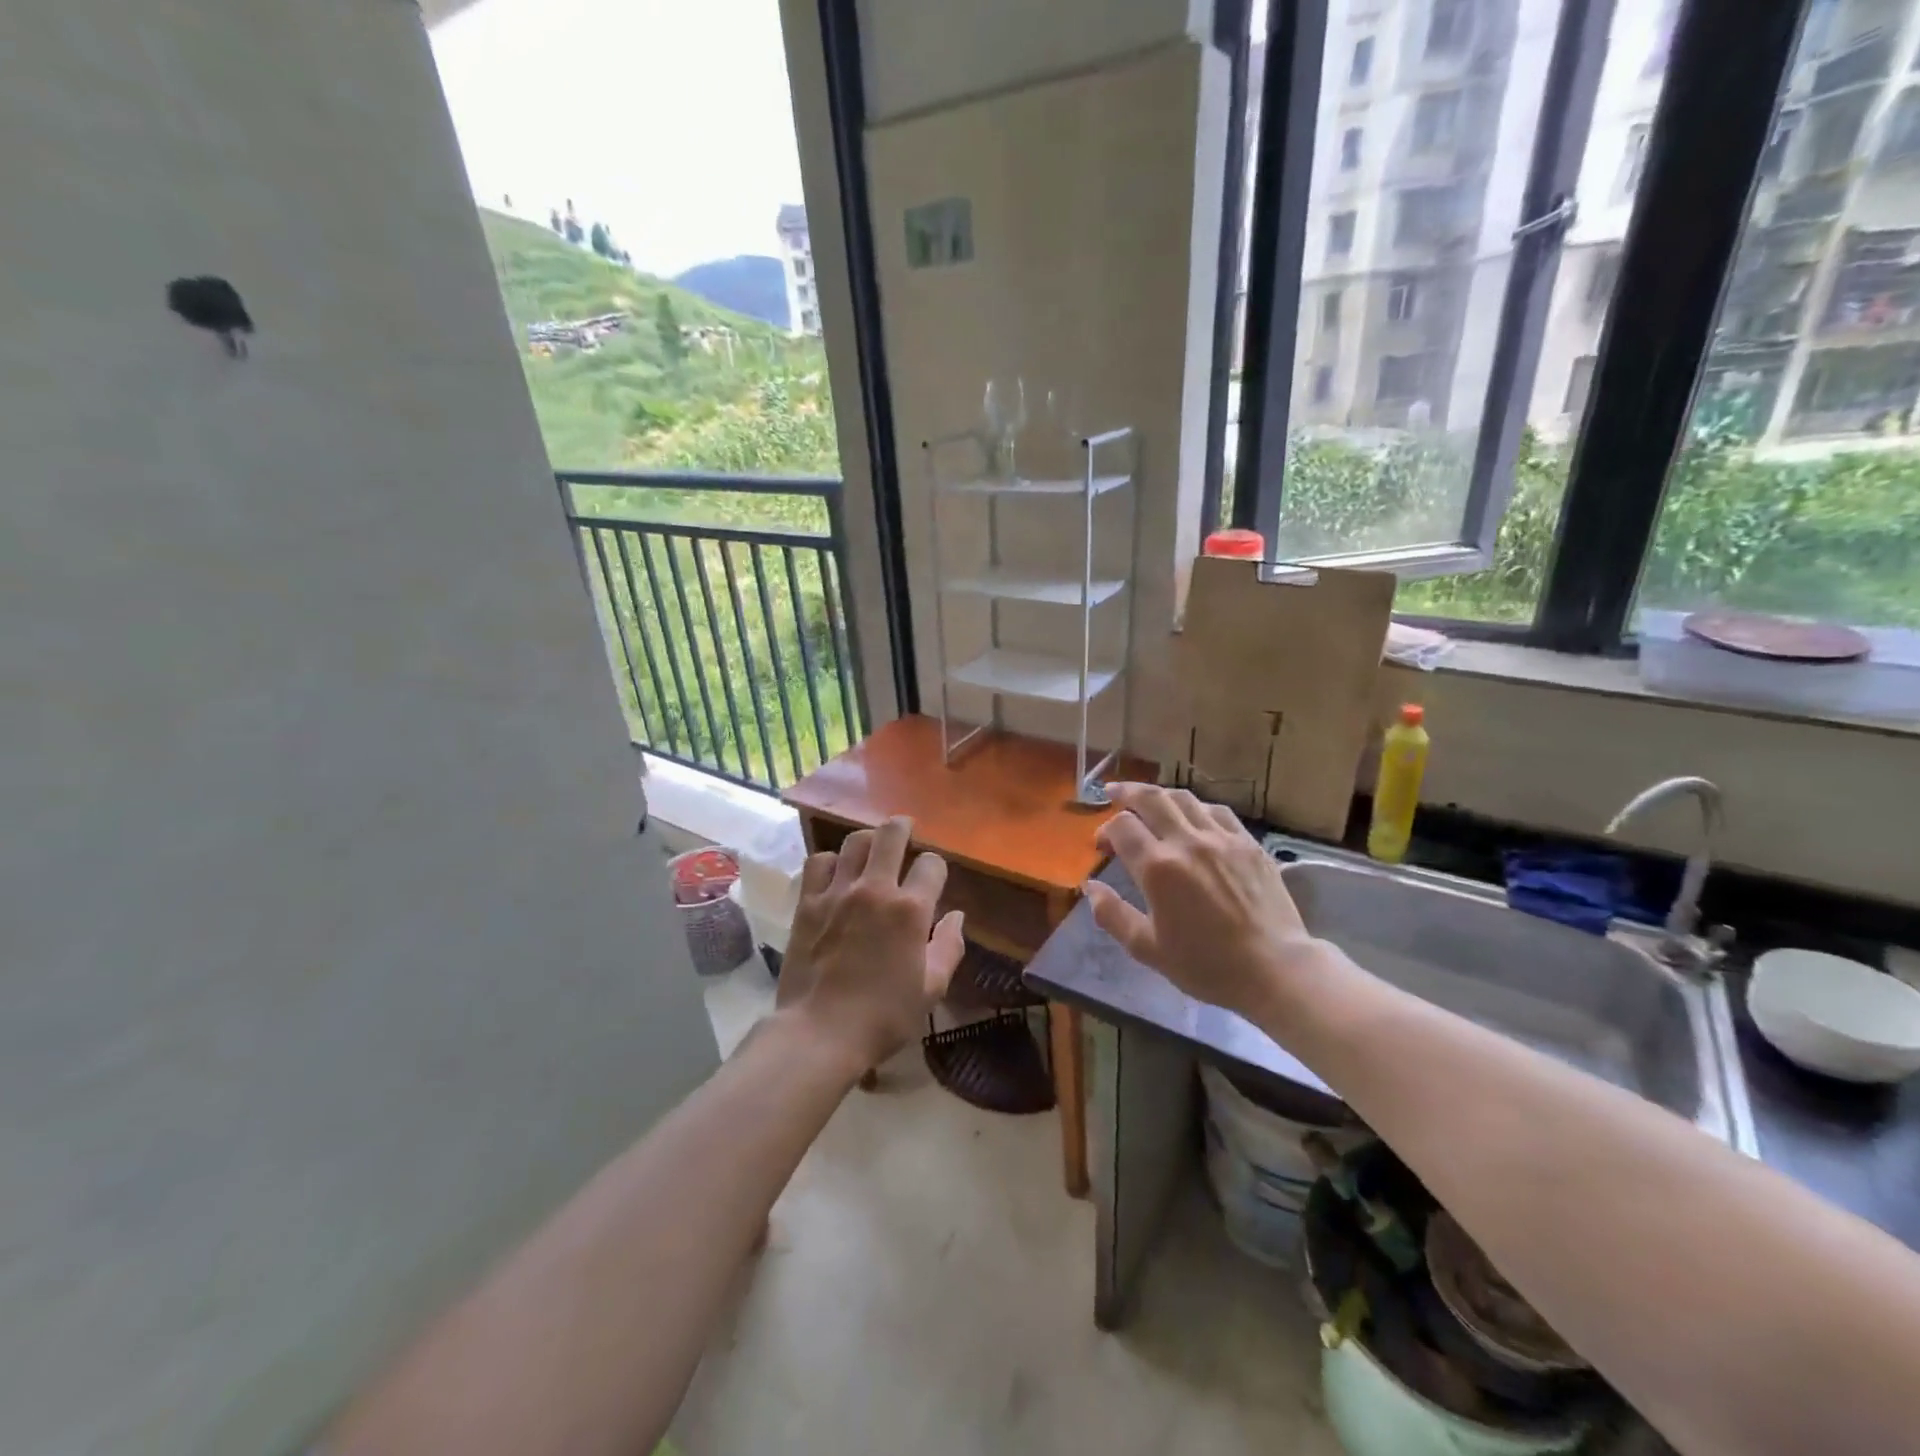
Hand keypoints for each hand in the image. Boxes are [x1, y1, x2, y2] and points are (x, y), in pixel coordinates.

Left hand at [775, 816, 965, 1075]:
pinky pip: (819, 862)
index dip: (936, 868)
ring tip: (871, 851)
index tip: (933, 879)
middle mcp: (875, 889)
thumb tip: (956, 915)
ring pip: (854, 842)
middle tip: (905, 832)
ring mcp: (837, 892)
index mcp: (910, 910)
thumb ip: (949, 946)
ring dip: (868, 842)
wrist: (819, 1032)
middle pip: (891, 834)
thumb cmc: (883, 1016)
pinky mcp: (808, 902)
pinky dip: (831, 861)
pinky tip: (836, 874)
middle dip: (903, 828)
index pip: (932, 864)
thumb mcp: (931, 989)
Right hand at [1085, 784, 1319, 1022]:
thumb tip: (1090, 887)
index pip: (1122, 826)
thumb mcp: (1147, 948)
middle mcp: (1187, 842)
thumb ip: (1112, 915)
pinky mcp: (1248, 843)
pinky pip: (1217, 811)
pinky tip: (1193, 816)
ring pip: (1184, 798)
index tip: (1101, 845)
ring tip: (1149, 800)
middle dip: (1126, 792)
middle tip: (1113, 792)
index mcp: (1158, 868)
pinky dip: (1196, 807)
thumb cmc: (1206, 965)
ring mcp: (1222, 838)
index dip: (1104, 830)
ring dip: (1160, 795)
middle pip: (1151, 798)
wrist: (1274, 969)